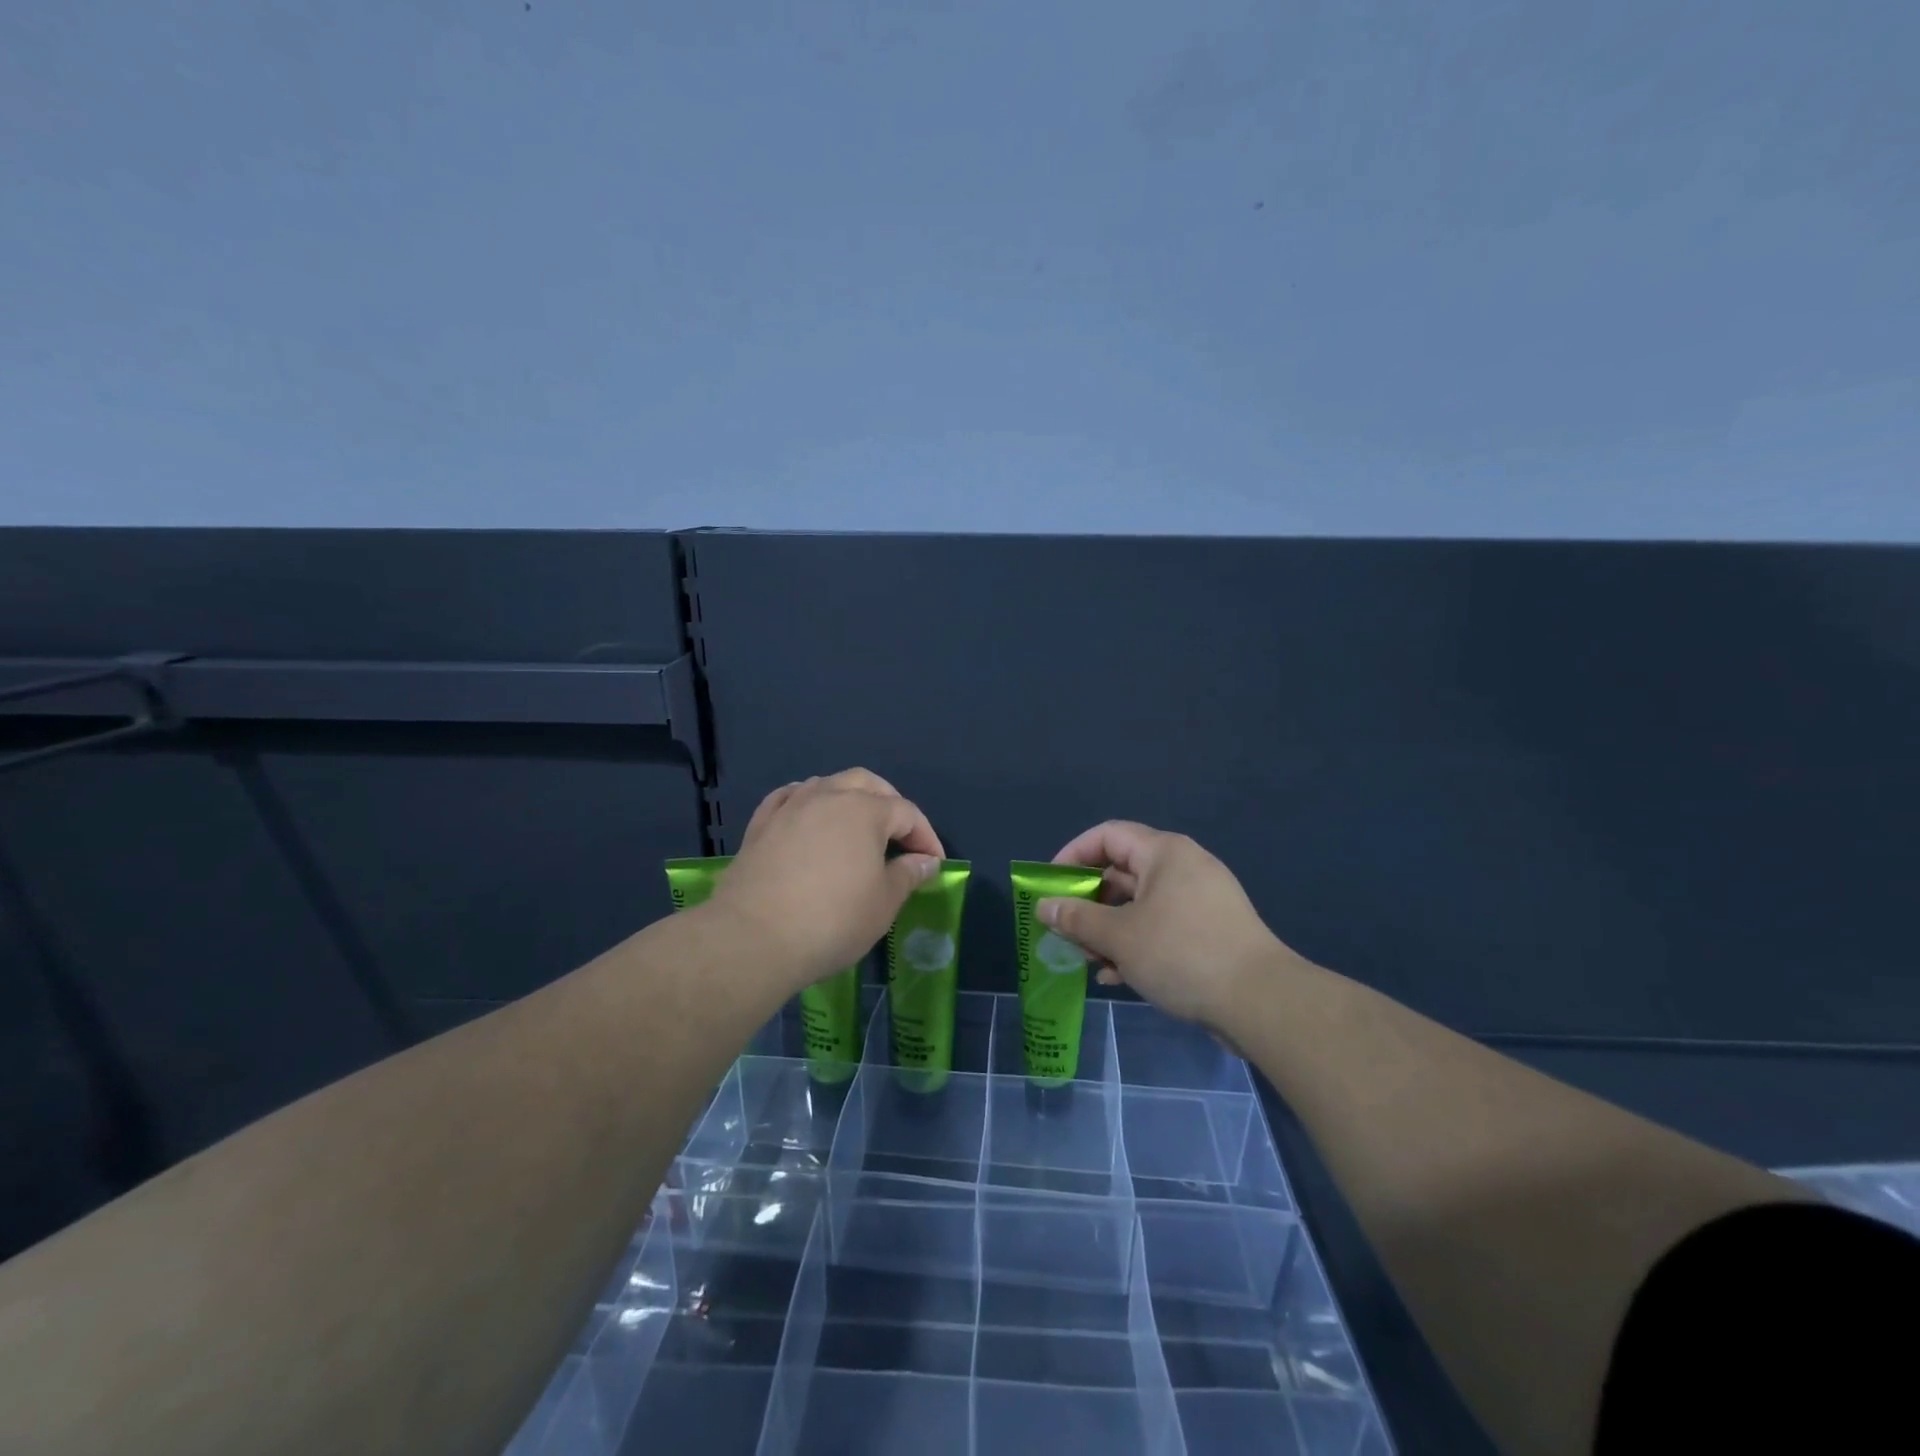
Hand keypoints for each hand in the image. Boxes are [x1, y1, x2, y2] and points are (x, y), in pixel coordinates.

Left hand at [711, 768, 944, 992]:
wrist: (754, 937)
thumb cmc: (832, 920)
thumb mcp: (883, 903)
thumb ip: (907, 875)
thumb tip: (925, 861)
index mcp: (865, 810)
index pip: (906, 813)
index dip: (926, 837)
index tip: (934, 864)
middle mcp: (828, 796)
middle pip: (866, 784)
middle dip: (889, 803)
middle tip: (900, 835)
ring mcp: (790, 807)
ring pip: (826, 785)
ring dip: (848, 799)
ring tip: (856, 827)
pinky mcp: (760, 825)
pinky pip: (789, 798)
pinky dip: (806, 802)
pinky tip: (808, 816)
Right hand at [1039, 821, 1294, 1031]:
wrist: (1260, 1002)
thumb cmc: (1181, 954)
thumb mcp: (1118, 936)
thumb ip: (1076, 918)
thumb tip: (1044, 907)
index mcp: (1164, 853)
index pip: (1107, 835)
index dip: (1073, 855)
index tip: (1050, 886)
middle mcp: (1184, 867)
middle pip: (1122, 872)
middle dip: (1088, 902)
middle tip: (1065, 930)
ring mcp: (1200, 900)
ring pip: (1140, 904)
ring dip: (1108, 929)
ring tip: (1088, 959)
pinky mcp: (1210, 931)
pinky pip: (1161, 926)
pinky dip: (1136, 944)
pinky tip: (1116, 976)